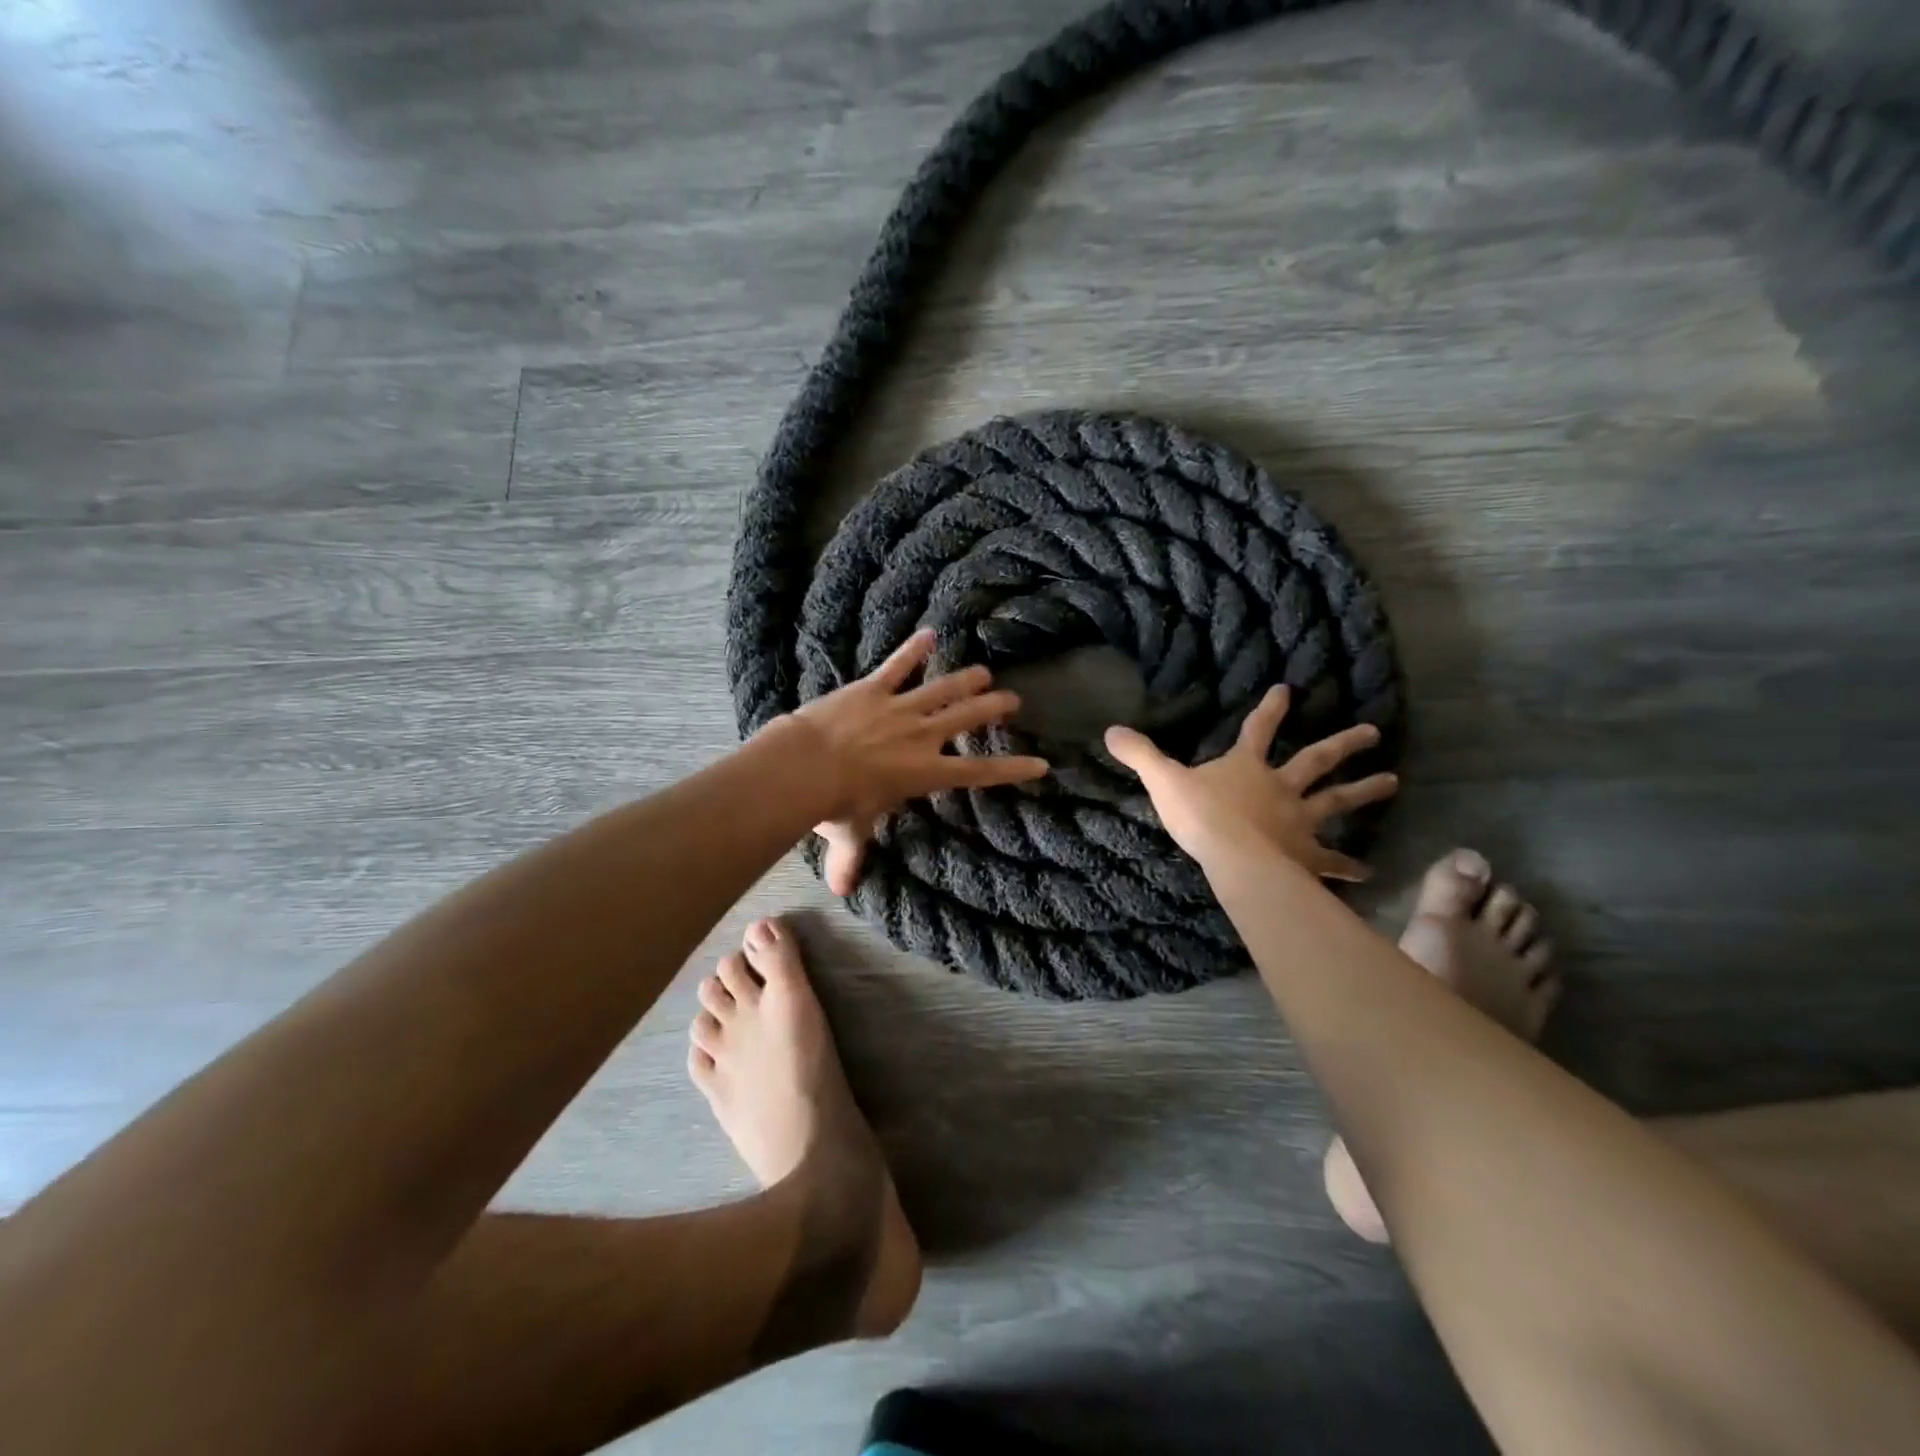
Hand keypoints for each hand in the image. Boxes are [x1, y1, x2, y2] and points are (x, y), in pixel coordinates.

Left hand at [781, 628, 1049, 893]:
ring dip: (966, 679)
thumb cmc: (836, 804)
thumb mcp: (850, 833)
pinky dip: (913, 650)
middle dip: (993, 708)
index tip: (1040, 763)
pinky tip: (930, 633)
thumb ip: (851, 859)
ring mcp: (899, 708)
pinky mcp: (873, 688)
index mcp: (925, 772)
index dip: (1012, 769)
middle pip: (967, 718)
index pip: (979, 773)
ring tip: (984, 671)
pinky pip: (898, 666)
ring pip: (942, 689)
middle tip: (1013, 700)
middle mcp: (921, 736)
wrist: (807, 766)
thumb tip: (842, 891)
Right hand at [1104, 685, 1396, 879]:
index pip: (1258, 729)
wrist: (1233, 857)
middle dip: (1343, 745)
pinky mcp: (1306, 855)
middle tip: (1372, 733)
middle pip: (1315, 761)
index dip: (1272, 708)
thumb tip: (1110, 730)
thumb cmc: (1200, 815)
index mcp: (1247, 767)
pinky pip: (1331, 860)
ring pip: (1336, 802)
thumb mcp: (1163, 781)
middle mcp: (1281, 787)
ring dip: (1365, 792)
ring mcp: (1298, 821)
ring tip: (1394, 783)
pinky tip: (1368, 873)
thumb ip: (1140, 755)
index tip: (1289, 689)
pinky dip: (1349, 866)